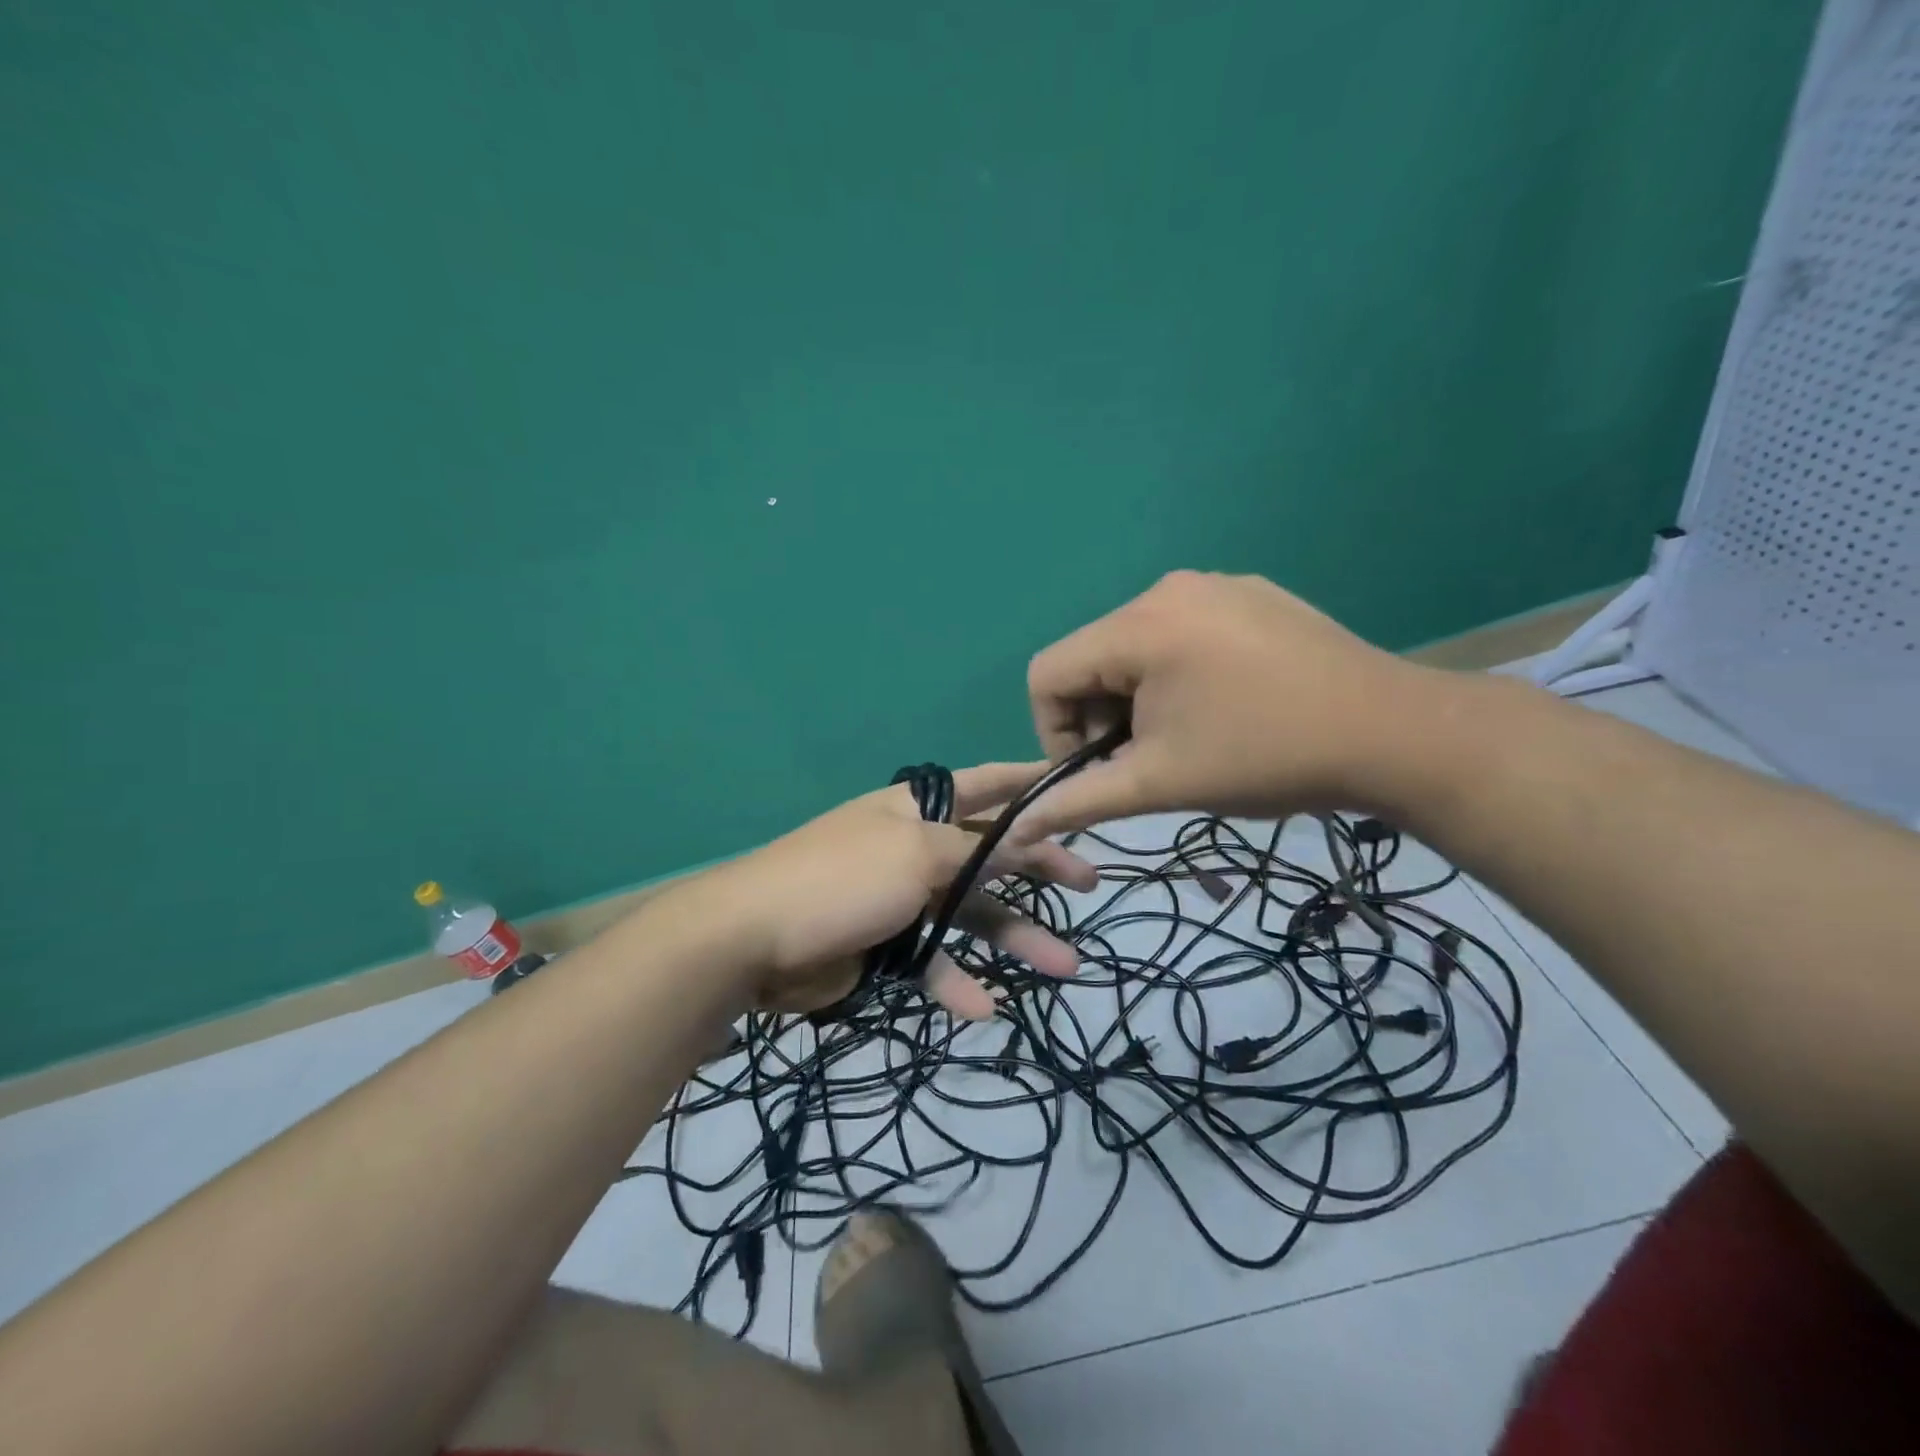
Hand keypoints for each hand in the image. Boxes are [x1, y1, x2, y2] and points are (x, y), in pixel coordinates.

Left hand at [709, 762, 1098, 1018]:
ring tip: (1065, 966)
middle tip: (1089, 884)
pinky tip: (982, 1008)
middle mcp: (913, 847)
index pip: (984, 785)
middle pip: (990, 854)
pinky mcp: (887, 945)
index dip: (1028, 783)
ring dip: (1015, 938)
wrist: (751, 941)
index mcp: (916, 809)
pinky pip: (933, 962)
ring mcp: (901, 898)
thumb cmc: (842, 878)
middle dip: (1039, 868)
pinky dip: (956, 982)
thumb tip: (1026, 836)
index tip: (1074, 785)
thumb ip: (975, 850)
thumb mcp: (915, 853)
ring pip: (971, 914)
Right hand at [1014, 570, 1448, 840]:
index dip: (1054, 731)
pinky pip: (1185, 632)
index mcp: (1139, 626)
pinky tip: (1226, 706)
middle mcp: (1168, 589)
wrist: (1396, 735)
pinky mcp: (1252, 595)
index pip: (1048, 673)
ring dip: (1139, 698)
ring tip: (1188, 736)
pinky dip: (1179, 673)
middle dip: (1102, 716)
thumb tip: (1018, 828)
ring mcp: (1216, 585)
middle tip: (1148, 761)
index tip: (1099, 771)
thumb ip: (1079, 801)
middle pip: (1093, 657)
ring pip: (1137, 647)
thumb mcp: (1160, 783)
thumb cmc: (1263, 758)